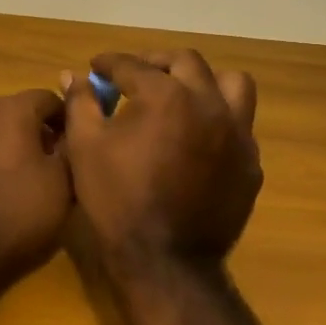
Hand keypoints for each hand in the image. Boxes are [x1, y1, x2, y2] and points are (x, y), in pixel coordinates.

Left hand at [0, 89, 71, 278]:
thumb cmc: (19, 209)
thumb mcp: (63, 181)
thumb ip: (72, 146)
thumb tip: (74, 131)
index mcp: (13, 106)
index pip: (50, 99)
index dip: (68, 120)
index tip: (80, 145)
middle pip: (21, 109)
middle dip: (40, 129)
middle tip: (58, 161)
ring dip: (14, 139)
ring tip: (30, 172)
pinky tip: (1, 176)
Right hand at [62, 51, 261, 263]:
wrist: (165, 261)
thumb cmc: (117, 200)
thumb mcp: (85, 147)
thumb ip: (81, 103)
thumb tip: (74, 76)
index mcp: (167, 97)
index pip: (134, 66)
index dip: (110, 63)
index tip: (96, 67)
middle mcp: (209, 105)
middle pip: (187, 63)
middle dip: (156, 62)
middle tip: (134, 75)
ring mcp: (238, 135)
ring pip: (231, 85)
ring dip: (204, 81)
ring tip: (181, 95)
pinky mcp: (251, 164)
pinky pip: (240, 125)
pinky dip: (218, 119)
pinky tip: (196, 138)